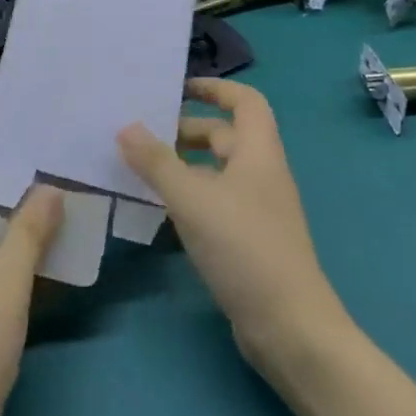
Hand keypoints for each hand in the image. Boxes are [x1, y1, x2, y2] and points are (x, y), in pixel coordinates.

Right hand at [117, 79, 344, 377]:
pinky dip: (188, 198)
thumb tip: (126, 127)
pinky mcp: (248, 241)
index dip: (215, 88)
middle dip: (185, 131)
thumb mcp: (192, 199)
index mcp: (258, 153)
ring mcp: (257, 210)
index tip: (177, 89)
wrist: (289, 327)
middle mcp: (261, 174)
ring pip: (216, 173)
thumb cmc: (244, 248)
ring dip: (182, 166)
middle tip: (142, 135)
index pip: (245, 101)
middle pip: (225, 137)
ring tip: (140, 169)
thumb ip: (156, 162)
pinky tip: (158, 211)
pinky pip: (214, 204)